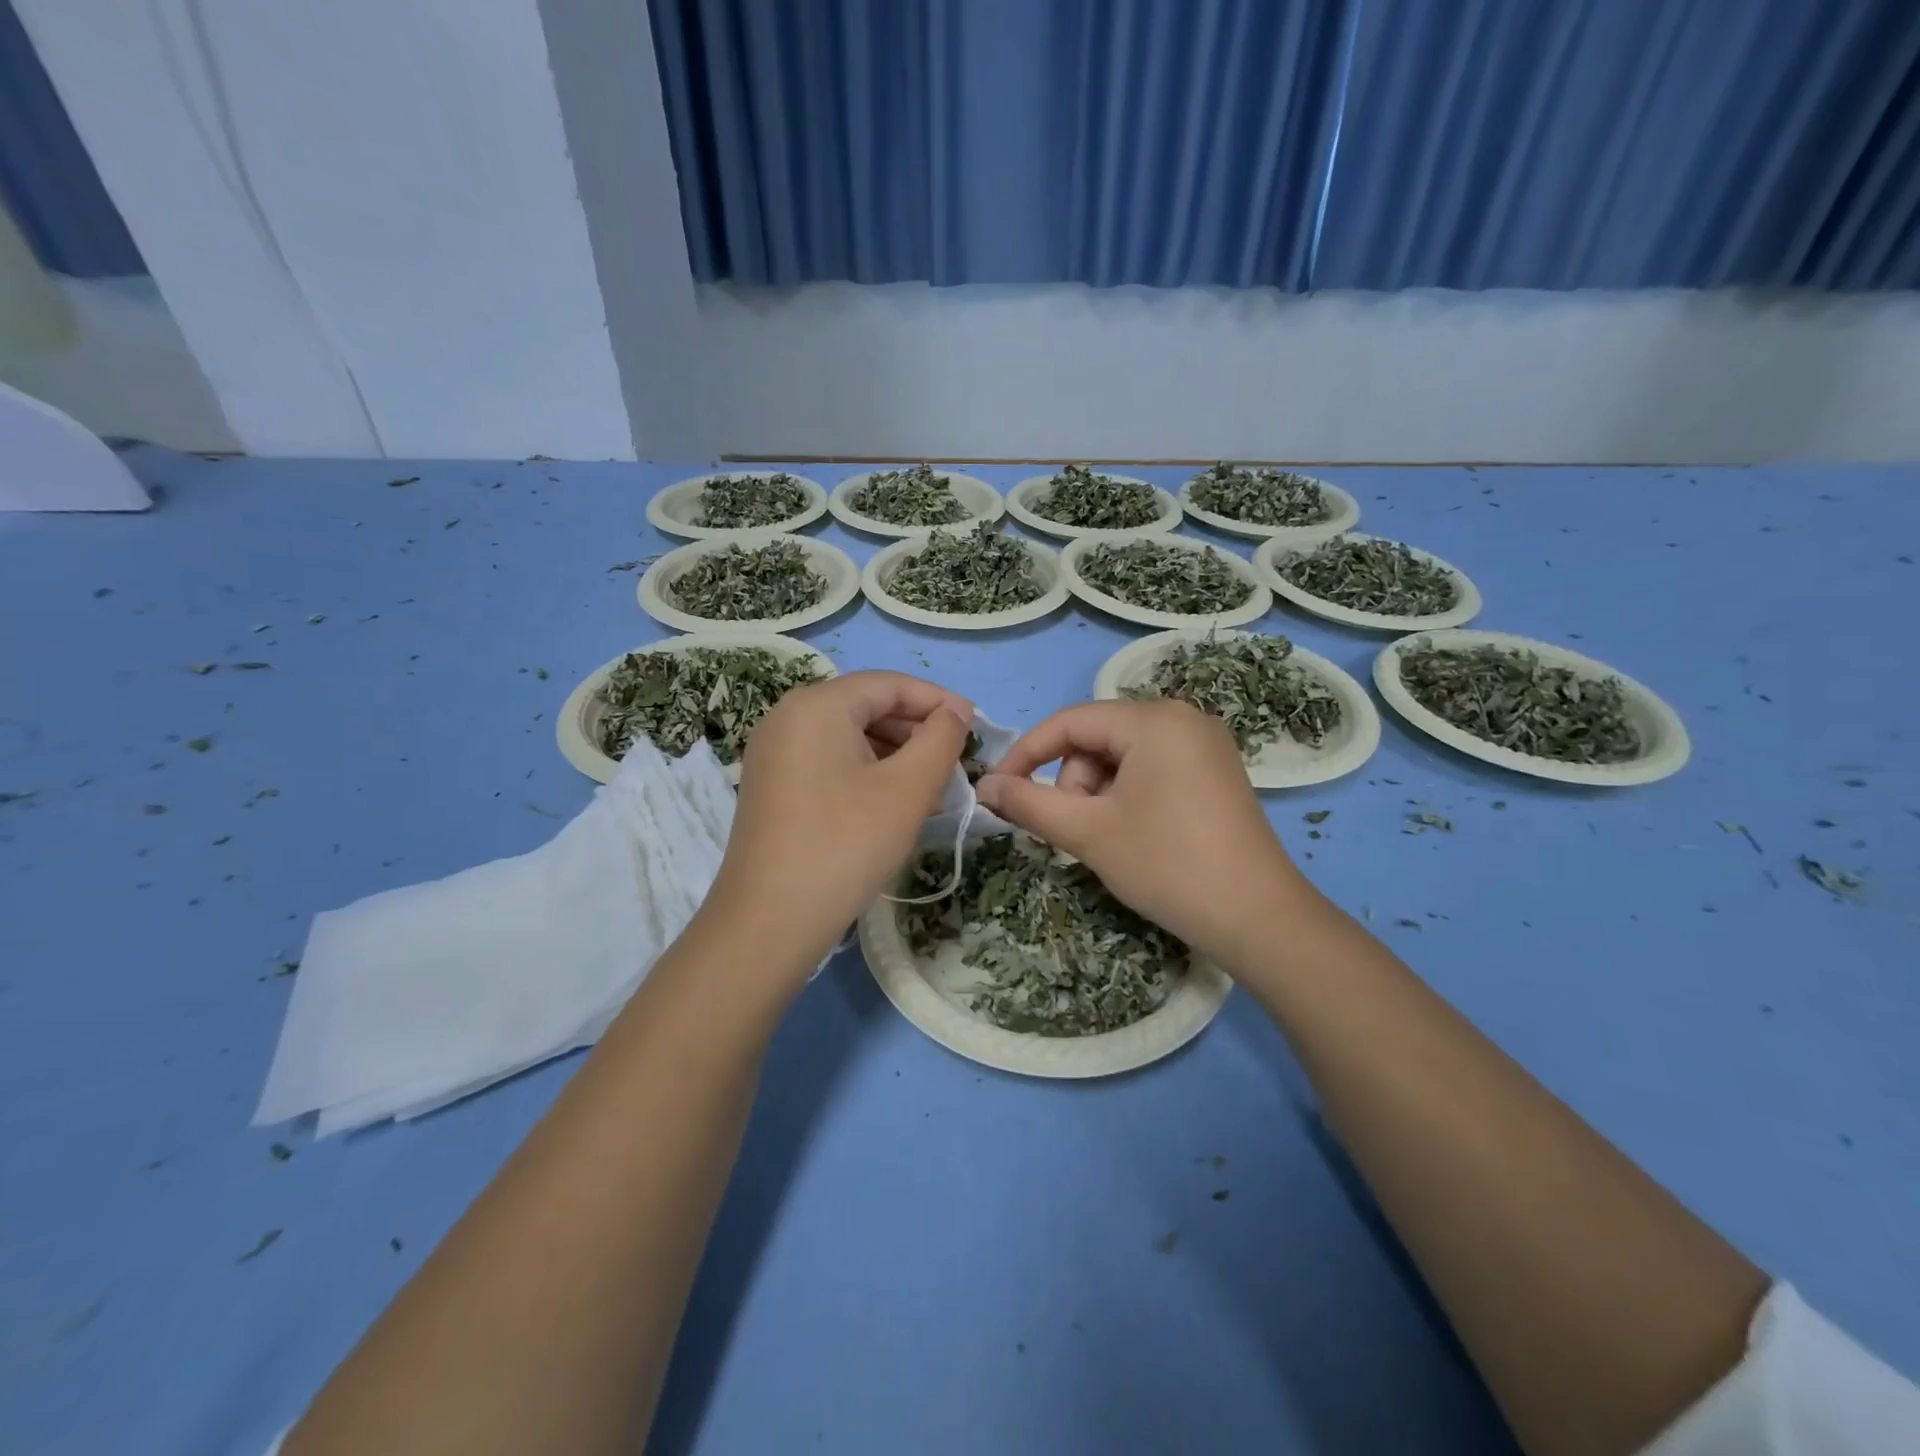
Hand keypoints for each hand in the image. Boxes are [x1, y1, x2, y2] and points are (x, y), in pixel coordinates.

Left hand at [704, 671, 972, 979]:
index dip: (937, 700)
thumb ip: (941, 739)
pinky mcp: (771, 785)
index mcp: (816, 705)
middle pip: (865, 706)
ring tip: (931, 784)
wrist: (770, 922)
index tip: (976, 725)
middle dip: (915, 729)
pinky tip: (892, 800)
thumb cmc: (846, 845)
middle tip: (956, 761)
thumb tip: (953, 714)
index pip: (888, 684)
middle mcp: (787, 717)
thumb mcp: (908, 789)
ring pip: (848, 735)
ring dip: (894, 752)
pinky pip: (828, 760)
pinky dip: (866, 770)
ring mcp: (773, 752)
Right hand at [976, 699, 1315, 962]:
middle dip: (1073, 783)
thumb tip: (984, 786)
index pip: (1069, 722)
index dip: (1026, 754)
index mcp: (1153, 719)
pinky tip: (1135, 834)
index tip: (997, 791)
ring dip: (1098, 794)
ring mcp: (1204, 744)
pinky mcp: (1215, 771)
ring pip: (1122, 757)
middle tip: (1076, 832)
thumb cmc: (1167, 865)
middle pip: (1097, 739)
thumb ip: (1028, 803)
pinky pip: (1151, 769)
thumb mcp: (1088, 832)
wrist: (1259, 919)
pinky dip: (1127, 796)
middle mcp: (1182, 717)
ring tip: (1109, 839)